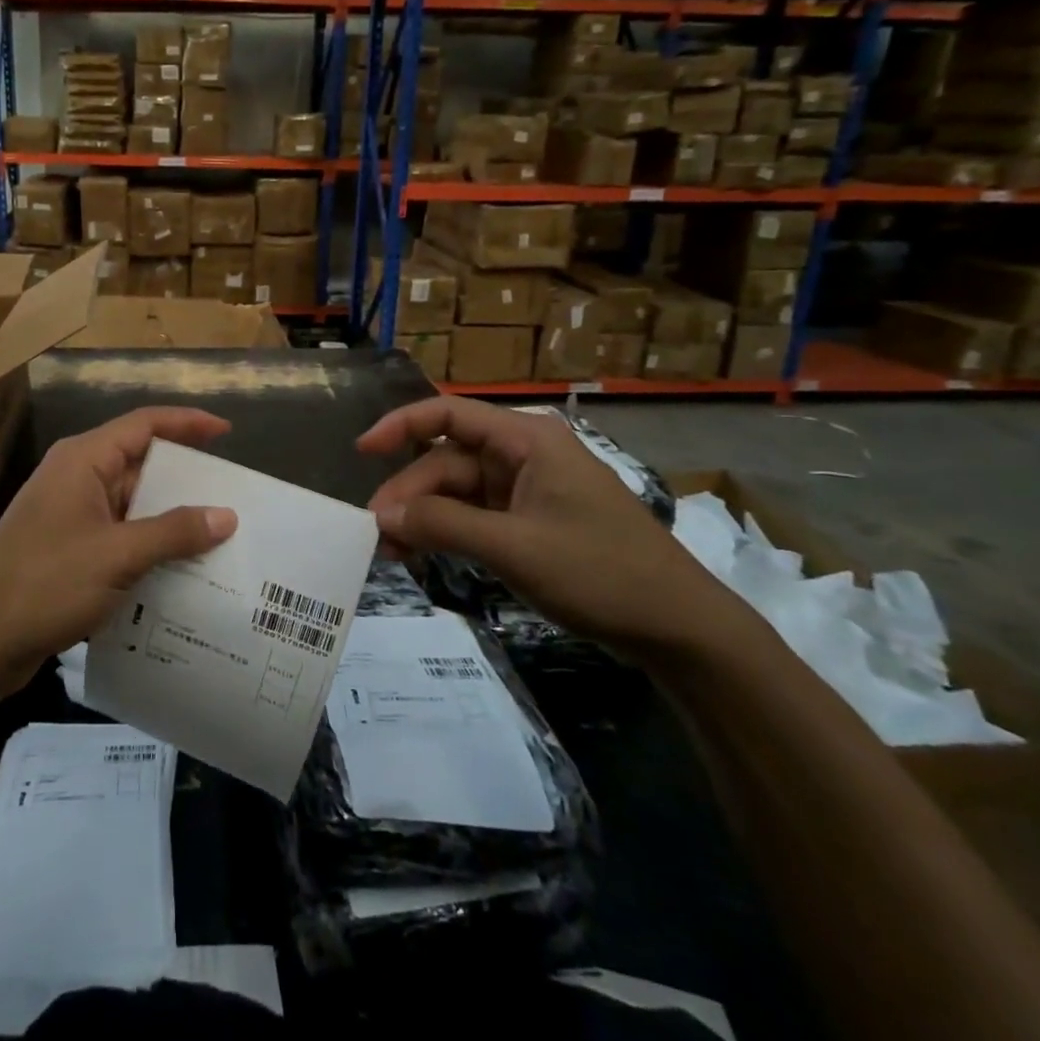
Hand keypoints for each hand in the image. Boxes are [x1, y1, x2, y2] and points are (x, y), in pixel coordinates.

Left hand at [0, 407, 238, 694]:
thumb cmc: (45, 584)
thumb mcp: (117, 556)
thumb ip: (174, 532)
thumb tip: (227, 515)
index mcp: (83, 460)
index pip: (144, 425)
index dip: (187, 423)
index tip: (228, 432)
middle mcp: (76, 477)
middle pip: (140, 463)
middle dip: (186, 477)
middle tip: (233, 495)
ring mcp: (70, 514)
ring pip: (132, 502)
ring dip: (170, 517)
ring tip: (218, 534)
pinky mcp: (68, 548)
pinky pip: (120, 533)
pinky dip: (149, 544)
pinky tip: (180, 568)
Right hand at [358, 399, 737, 655]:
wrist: (678, 626)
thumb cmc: (600, 572)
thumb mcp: (514, 548)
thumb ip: (445, 525)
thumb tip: (383, 514)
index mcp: (526, 440)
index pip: (448, 414)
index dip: (400, 426)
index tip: (361, 452)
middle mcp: (522, 455)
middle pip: (447, 462)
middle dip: (410, 494)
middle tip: (377, 535)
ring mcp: (526, 490)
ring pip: (457, 493)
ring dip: (424, 518)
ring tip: (393, 553)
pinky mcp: (529, 522)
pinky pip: (475, 517)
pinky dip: (447, 533)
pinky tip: (422, 555)